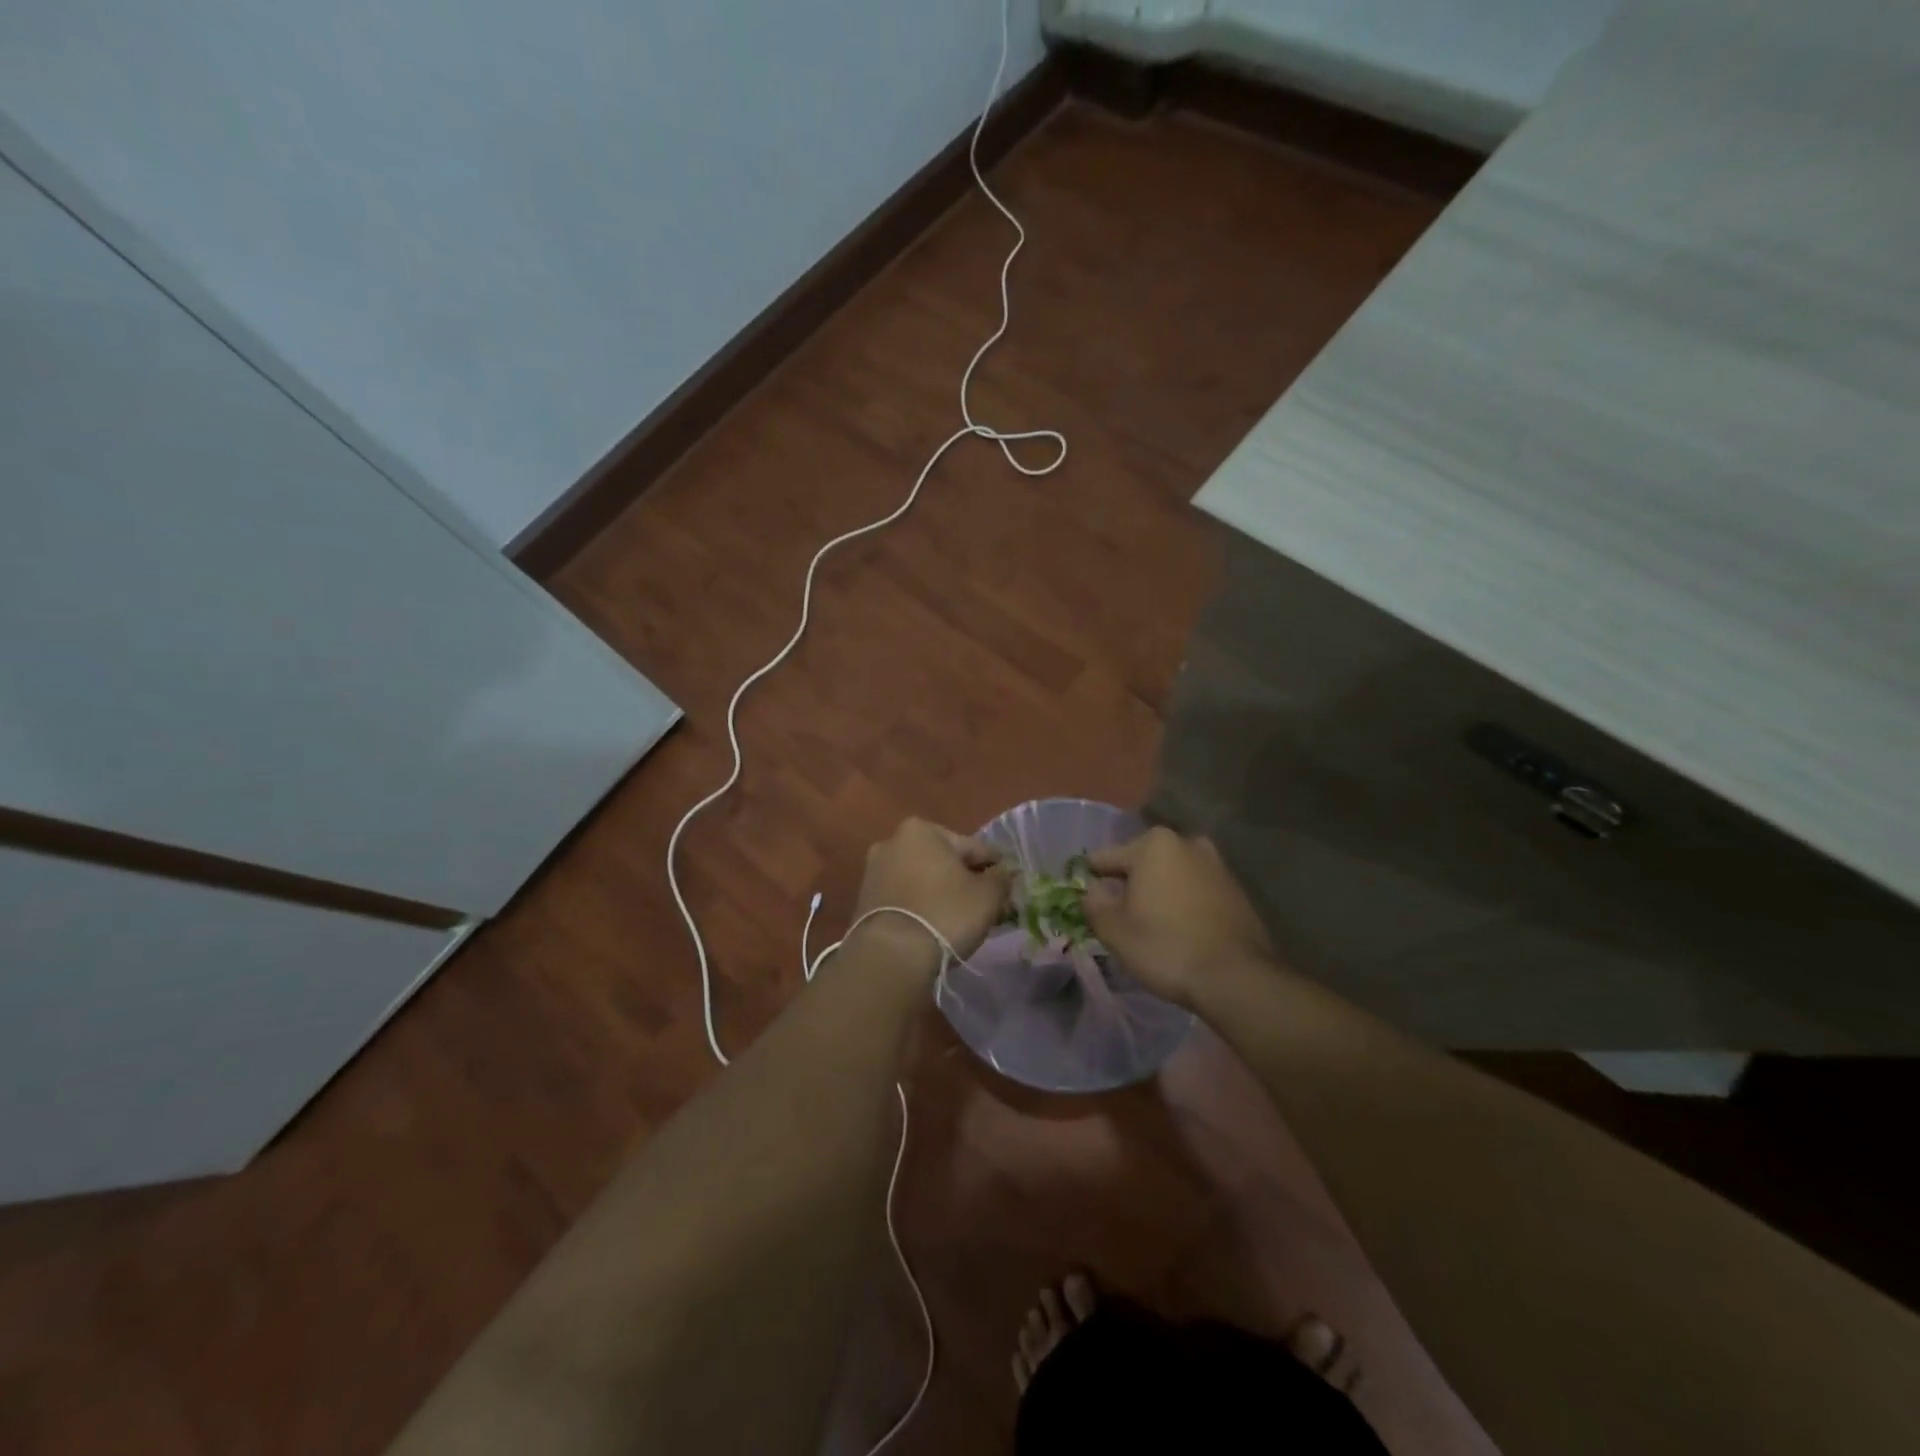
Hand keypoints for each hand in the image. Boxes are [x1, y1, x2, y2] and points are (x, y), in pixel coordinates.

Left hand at [850, 818, 1012, 973]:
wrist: (890, 955)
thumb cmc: (944, 913)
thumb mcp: (987, 895)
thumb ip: (1000, 878)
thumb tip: (1002, 873)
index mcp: (921, 830)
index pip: (971, 846)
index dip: (993, 867)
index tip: (1007, 885)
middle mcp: (892, 842)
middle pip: (943, 861)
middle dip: (963, 880)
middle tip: (985, 904)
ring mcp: (874, 872)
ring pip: (922, 880)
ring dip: (941, 894)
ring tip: (961, 919)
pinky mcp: (864, 901)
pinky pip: (904, 898)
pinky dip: (920, 907)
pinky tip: (934, 926)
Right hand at [1083, 827, 1275, 1009]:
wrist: (1236, 978)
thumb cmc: (1165, 946)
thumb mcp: (1113, 929)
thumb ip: (1093, 902)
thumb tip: (1093, 889)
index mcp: (1153, 844)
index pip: (1105, 859)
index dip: (1091, 883)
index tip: (1089, 906)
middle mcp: (1187, 842)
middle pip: (1141, 864)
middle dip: (1129, 886)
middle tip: (1121, 919)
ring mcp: (1216, 864)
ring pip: (1171, 876)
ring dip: (1158, 893)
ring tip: (1151, 927)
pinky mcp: (1236, 889)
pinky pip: (1195, 890)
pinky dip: (1184, 904)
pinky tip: (1181, 931)